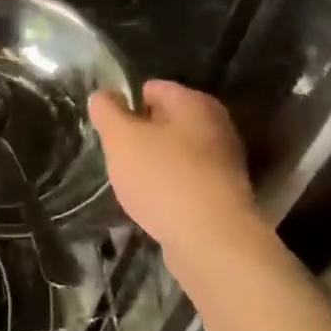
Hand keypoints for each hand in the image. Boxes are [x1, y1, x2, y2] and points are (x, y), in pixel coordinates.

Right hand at [88, 80, 257, 258]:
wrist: (213, 242)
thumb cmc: (164, 178)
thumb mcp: (121, 138)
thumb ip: (107, 111)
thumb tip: (104, 95)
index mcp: (194, 102)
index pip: (153, 88)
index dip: (126, 103)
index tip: (109, 128)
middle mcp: (216, 125)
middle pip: (167, 121)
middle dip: (141, 135)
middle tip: (118, 155)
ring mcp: (225, 163)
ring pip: (178, 153)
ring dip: (156, 164)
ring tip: (133, 184)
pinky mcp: (226, 197)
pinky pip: (188, 182)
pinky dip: (171, 190)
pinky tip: (155, 206)